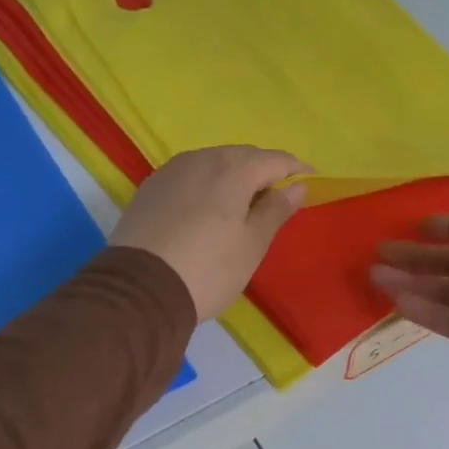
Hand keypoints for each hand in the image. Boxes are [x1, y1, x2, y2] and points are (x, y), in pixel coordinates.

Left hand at [111, 147, 307, 320]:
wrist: (138, 292)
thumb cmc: (208, 269)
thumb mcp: (252, 245)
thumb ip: (276, 211)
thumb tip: (296, 187)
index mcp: (233, 168)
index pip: (275, 159)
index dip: (296, 170)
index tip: (311, 182)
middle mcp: (201, 159)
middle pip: (242, 157)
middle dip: (263, 172)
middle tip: (277, 197)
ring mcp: (170, 172)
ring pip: (212, 164)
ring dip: (233, 178)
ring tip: (242, 205)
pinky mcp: (149, 189)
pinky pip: (189, 178)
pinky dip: (206, 187)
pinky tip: (207, 210)